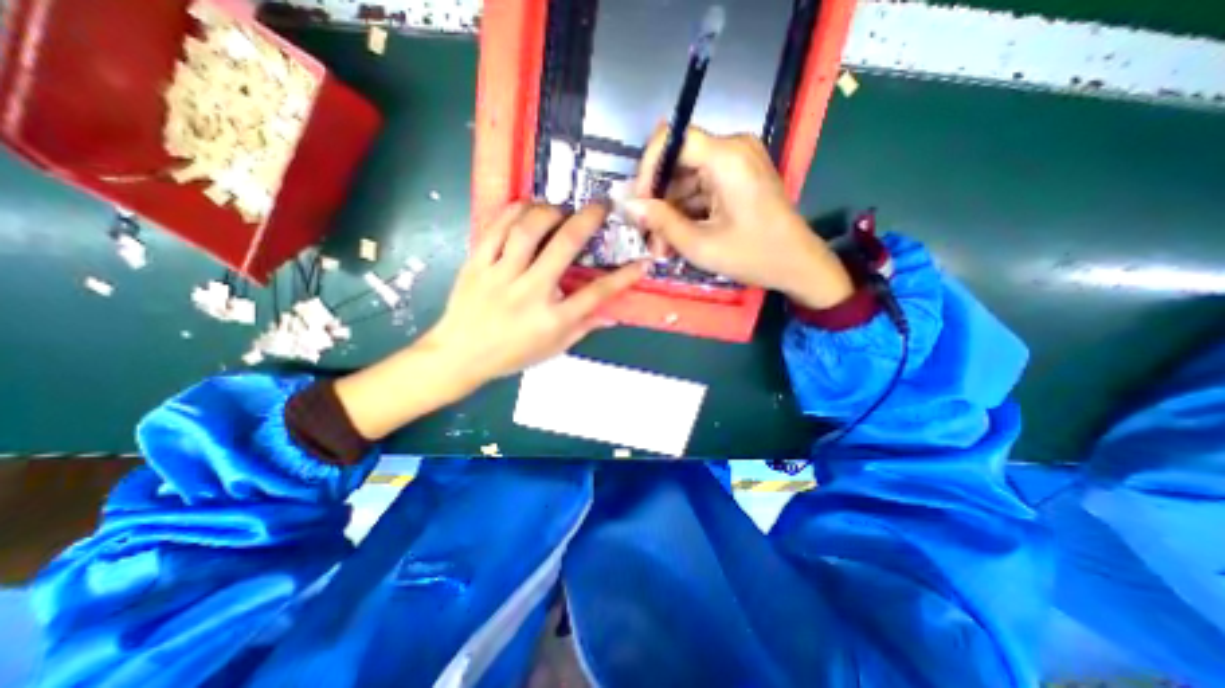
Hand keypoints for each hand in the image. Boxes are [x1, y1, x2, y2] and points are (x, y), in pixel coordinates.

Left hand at [332, 203, 641, 439]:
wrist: (459, 355)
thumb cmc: (511, 355)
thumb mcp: (553, 349)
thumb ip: (583, 328)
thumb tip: (612, 314)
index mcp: (551, 320)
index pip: (595, 295)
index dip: (622, 278)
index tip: (641, 262)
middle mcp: (529, 293)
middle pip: (564, 247)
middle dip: (588, 220)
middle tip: (602, 205)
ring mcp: (500, 276)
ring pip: (528, 229)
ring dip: (550, 211)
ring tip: (561, 209)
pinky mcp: (476, 264)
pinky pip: (496, 228)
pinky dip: (515, 211)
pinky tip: (527, 207)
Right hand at [631, 126, 854, 308]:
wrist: (797, 265)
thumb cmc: (753, 255)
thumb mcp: (700, 244)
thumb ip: (661, 222)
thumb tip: (628, 205)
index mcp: (727, 157)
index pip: (672, 140)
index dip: (648, 169)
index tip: (638, 203)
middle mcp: (732, 149)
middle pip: (678, 162)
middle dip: (659, 201)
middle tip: (649, 237)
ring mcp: (737, 163)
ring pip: (687, 179)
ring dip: (671, 212)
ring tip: (663, 247)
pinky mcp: (738, 178)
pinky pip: (702, 187)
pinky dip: (688, 211)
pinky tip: (679, 238)